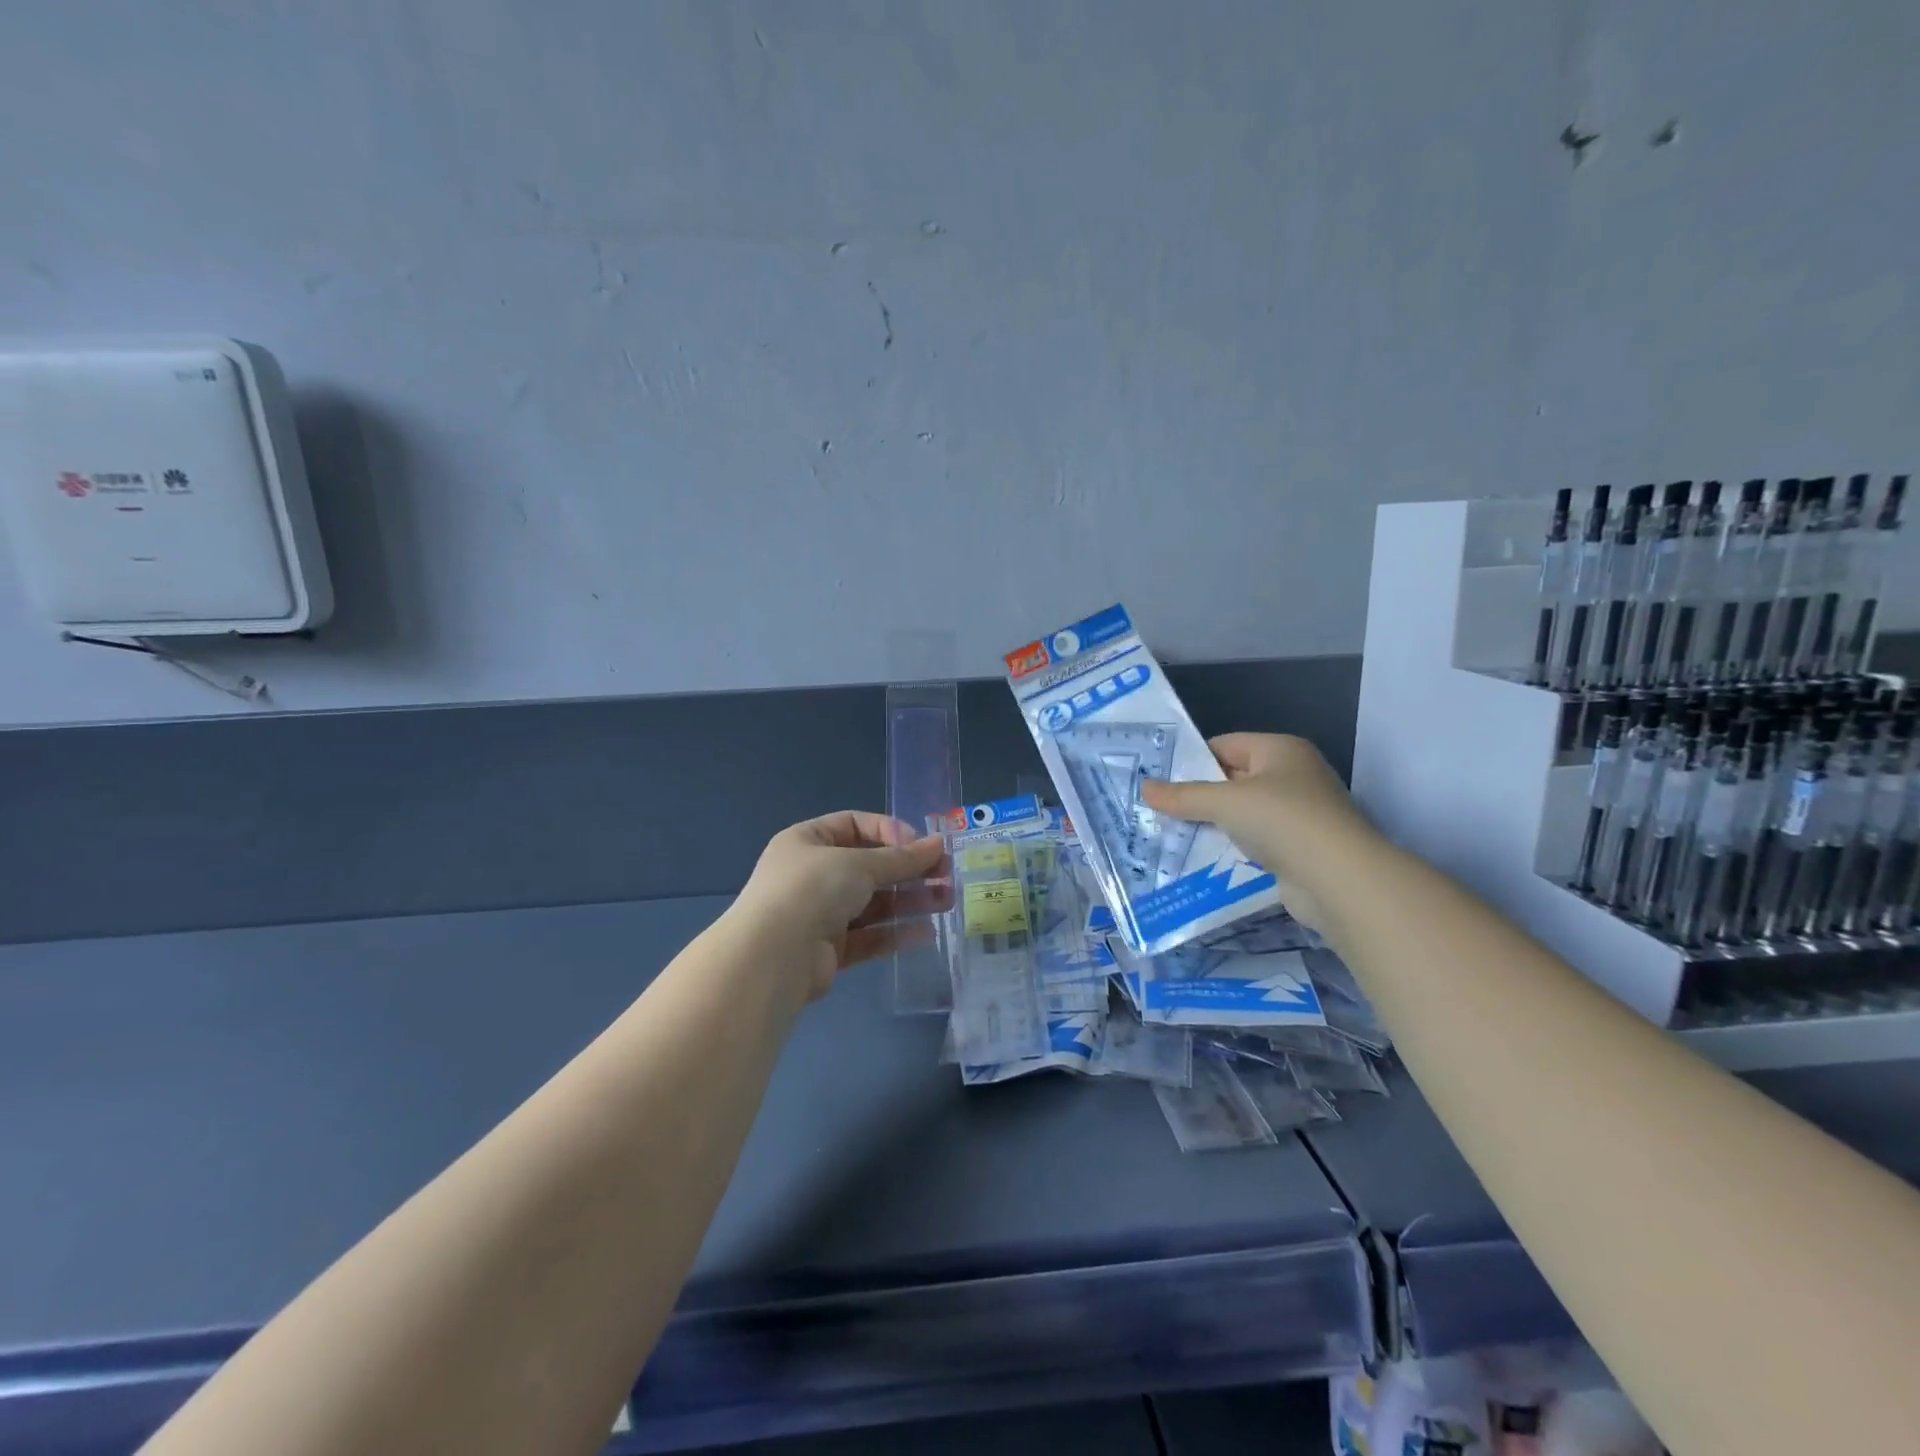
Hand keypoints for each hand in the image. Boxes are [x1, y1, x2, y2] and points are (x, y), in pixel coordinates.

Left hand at [728, 811, 950, 1000]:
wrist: (773, 956)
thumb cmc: (812, 890)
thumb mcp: (859, 863)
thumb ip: (901, 858)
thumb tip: (939, 844)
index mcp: (807, 841)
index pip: (855, 825)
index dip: (890, 831)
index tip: (921, 846)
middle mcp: (811, 874)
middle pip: (868, 866)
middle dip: (908, 870)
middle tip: (946, 875)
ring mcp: (819, 913)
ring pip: (872, 903)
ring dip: (909, 901)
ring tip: (946, 901)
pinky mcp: (829, 950)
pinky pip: (868, 936)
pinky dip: (895, 933)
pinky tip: (926, 933)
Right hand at [1140, 733, 1377, 930]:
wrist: (1339, 880)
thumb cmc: (1282, 821)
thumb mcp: (1224, 802)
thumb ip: (1183, 796)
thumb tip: (1144, 788)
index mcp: (1280, 750)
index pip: (1225, 745)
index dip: (1191, 760)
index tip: (1158, 780)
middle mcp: (1292, 776)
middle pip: (1232, 779)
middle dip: (1198, 795)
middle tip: (1156, 808)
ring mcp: (1298, 814)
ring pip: (1242, 814)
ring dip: (1212, 825)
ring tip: (1170, 834)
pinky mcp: (1298, 849)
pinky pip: (1254, 842)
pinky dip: (1231, 849)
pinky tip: (1201, 859)